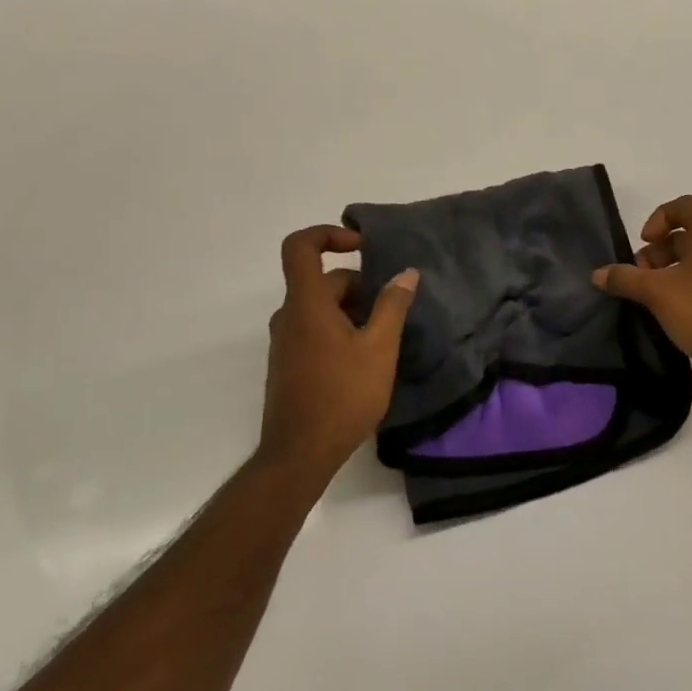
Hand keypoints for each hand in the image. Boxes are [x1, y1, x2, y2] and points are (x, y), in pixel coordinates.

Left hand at [258, 225, 418, 482]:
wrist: (298, 457)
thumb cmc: (341, 396)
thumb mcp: (379, 348)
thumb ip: (392, 306)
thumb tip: (406, 273)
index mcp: (307, 304)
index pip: (300, 247)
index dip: (328, 234)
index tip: (361, 246)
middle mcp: (289, 316)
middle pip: (322, 281)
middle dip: (359, 286)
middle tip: (392, 310)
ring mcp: (285, 342)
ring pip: (321, 307)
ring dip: (353, 311)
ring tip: (384, 338)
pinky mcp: (288, 364)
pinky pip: (315, 329)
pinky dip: (340, 329)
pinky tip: (365, 359)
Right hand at [593, 195, 691, 395]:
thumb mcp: (657, 292)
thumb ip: (626, 279)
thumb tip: (598, 273)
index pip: (684, 205)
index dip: (659, 217)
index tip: (645, 242)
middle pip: (685, 234)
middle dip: (657, 251)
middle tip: (641, 276)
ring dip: (668, 271)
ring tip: (651, 297)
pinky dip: (684, 287)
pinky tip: (670, 312)